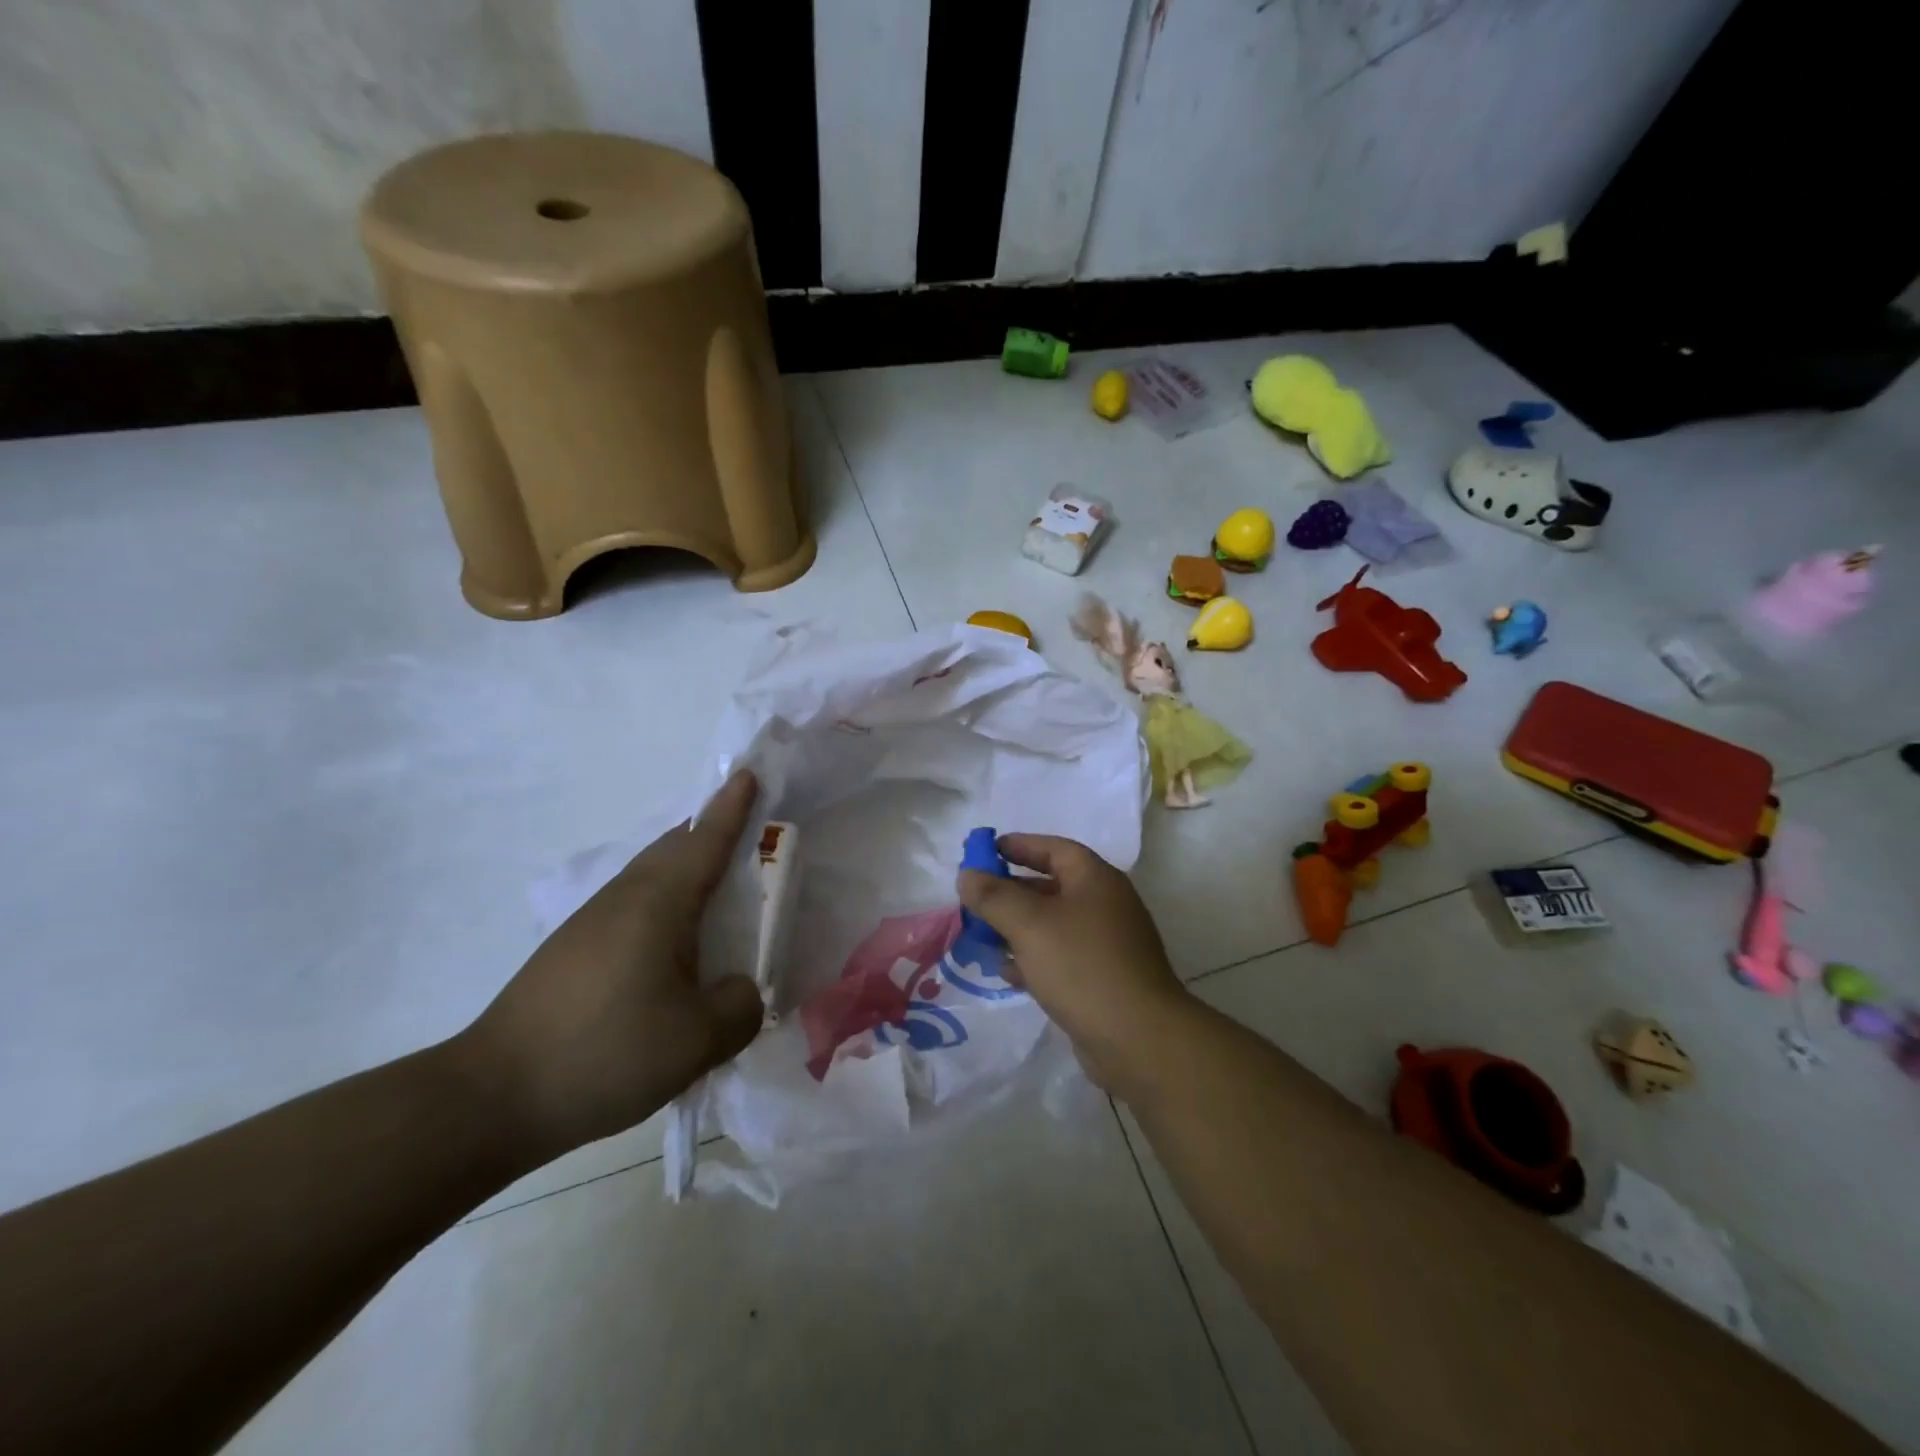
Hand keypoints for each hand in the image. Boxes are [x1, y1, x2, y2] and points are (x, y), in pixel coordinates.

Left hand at [458, 771, 765, 1161]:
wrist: (490, 1099)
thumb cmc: (605, 1053)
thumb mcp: (697, 1041)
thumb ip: (739, 1008)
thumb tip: (739, 991)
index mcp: (658, 903)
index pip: (704, 840)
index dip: (731, 807)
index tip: (748, 773)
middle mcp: (624, 899)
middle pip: (674, 848)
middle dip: (711, 831)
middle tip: (748, 833)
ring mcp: (591, 924)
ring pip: (651, 877)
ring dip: (687, 870)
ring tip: (719, 892)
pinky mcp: (572, 953)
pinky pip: (634, 908)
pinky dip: (666, 906)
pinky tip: (675, 948)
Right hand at [957, 835, 1188, 1092]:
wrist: (1138, 1038)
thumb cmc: (1082, 966)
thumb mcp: (1029, 924)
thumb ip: (994, 897)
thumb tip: (968, 875)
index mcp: (1096, 880)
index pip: (1054, 849)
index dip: (1020, 846)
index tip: (986, 851)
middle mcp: (1105, 905)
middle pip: (1052, 886)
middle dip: (1012, 891)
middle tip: (976, 899)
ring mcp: (1107, 945)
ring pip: (1054, 925)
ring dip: (1018, 928)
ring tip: (982, 936)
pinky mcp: (1103, 979)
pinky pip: (1061, 957)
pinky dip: (1034, 958)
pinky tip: (1008, 972)